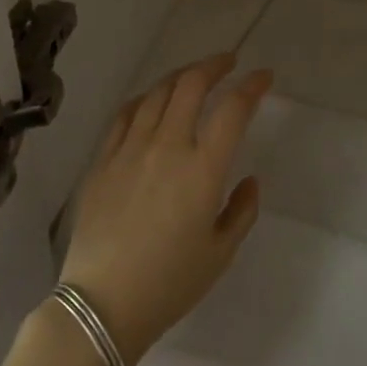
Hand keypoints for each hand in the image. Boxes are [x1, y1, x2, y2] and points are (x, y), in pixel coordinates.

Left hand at [59, 55, 271, 364]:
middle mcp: (167, 146)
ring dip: (180, 76)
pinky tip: (151, 99)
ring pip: (157, 93)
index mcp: (203, 168)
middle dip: (215, 65)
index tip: (264, 77)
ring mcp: (130, 149)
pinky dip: (145, 98)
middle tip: (229, 62)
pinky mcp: (103, 160)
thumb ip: (242, 210)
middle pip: (191, 85)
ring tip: (194, 75)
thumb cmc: (169, 283)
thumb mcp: (220, 253)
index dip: (252, 86)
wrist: (102, 303)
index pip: (233, 109)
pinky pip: (125, 114)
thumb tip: (249, 180)